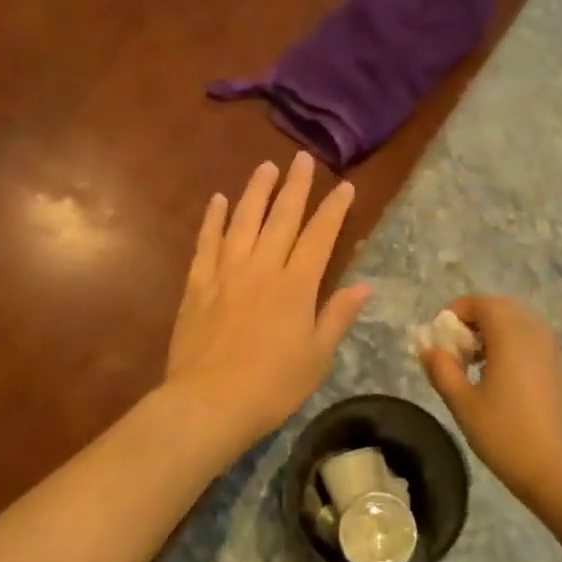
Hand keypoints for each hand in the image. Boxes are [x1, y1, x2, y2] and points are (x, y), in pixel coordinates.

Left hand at [163, 154, 371, 447]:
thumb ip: (337, 316)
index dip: (334, 210)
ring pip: (243, 220)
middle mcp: (262, 268)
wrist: (209, 402)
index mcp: (296, 286)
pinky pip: (206, 242)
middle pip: (282, 217)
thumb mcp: (317, 357)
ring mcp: (226, 272)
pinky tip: (218, 200)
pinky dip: (213, 219)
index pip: (320, 236)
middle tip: (303, 159)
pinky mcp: (197, 283)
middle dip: (296, 186)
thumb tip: (364, 285)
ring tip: (266, 166)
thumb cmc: (272, 386)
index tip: (345, 187)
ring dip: (256, 191)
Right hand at [418, 295, 561, 503]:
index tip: (439, 340)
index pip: (479, 302)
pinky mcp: (561, 367)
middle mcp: (534, 331)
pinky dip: (512, 346)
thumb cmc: (505, 433)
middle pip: (500, 308)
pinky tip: (501, 380)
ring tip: (476, 367)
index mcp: (510, 333)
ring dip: (493, 333)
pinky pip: (532, 340)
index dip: (454, 313)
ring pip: (518, 323)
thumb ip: (441, 369)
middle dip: (474, 321)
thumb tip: (428, 349)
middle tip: (456, 352)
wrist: (558, 469)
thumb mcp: (462, 402)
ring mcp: (552, 349)